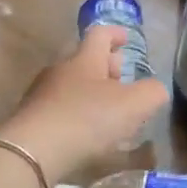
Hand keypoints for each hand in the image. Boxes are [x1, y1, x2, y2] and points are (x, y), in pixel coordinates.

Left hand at [0, 25, 167, 184]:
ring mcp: (41, 96)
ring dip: (90, 94)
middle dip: (105, 67)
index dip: (116, 34)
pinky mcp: (31, 121)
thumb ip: (152, 93)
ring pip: (71, 87)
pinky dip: (76, 116)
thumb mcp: (134, 105)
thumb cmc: (87, 120)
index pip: (100, 35)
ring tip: (108, 113)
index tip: (126, 39)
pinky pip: (59, 110)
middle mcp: (60, 71)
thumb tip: (155, 90)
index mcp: (85, 60)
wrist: (32, 153)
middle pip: (84, 61)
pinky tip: (85, 135)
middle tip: (122, 79)